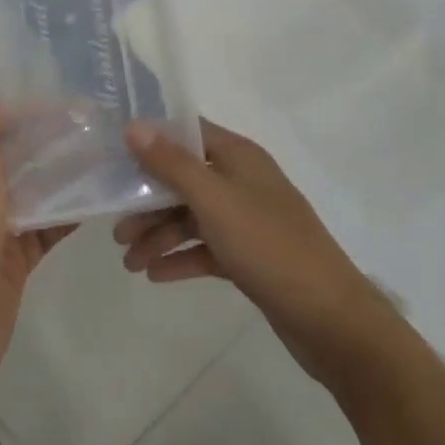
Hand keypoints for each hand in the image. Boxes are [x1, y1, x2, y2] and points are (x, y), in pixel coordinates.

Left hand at [0, 71, 73, 409]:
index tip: (67, 100)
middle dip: (51, 142)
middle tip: (98, 123)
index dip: (26, 113)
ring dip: (64, 176)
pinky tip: (101, 197)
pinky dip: (69, 214)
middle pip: (16, 160)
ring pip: (34, 193)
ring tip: (107, 153)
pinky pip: (46, 228)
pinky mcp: (15, 260)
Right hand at [115, 120, 396, 386]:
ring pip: (193, 218)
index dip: (152, 141)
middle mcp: (243, 182)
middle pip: (185, 180)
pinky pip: (206, 249)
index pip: (188, 133)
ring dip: (160, 235)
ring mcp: (248, 221)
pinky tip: (155, 275)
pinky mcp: (250, 257)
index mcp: (239, 157)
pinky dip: (181, 258)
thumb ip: (172, 164)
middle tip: (116, 230)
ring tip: (128, 262)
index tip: (114, 156)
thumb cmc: (269, 246)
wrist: (330, 319)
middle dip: (149, 202)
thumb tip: (134, 126)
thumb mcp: (215, 201)